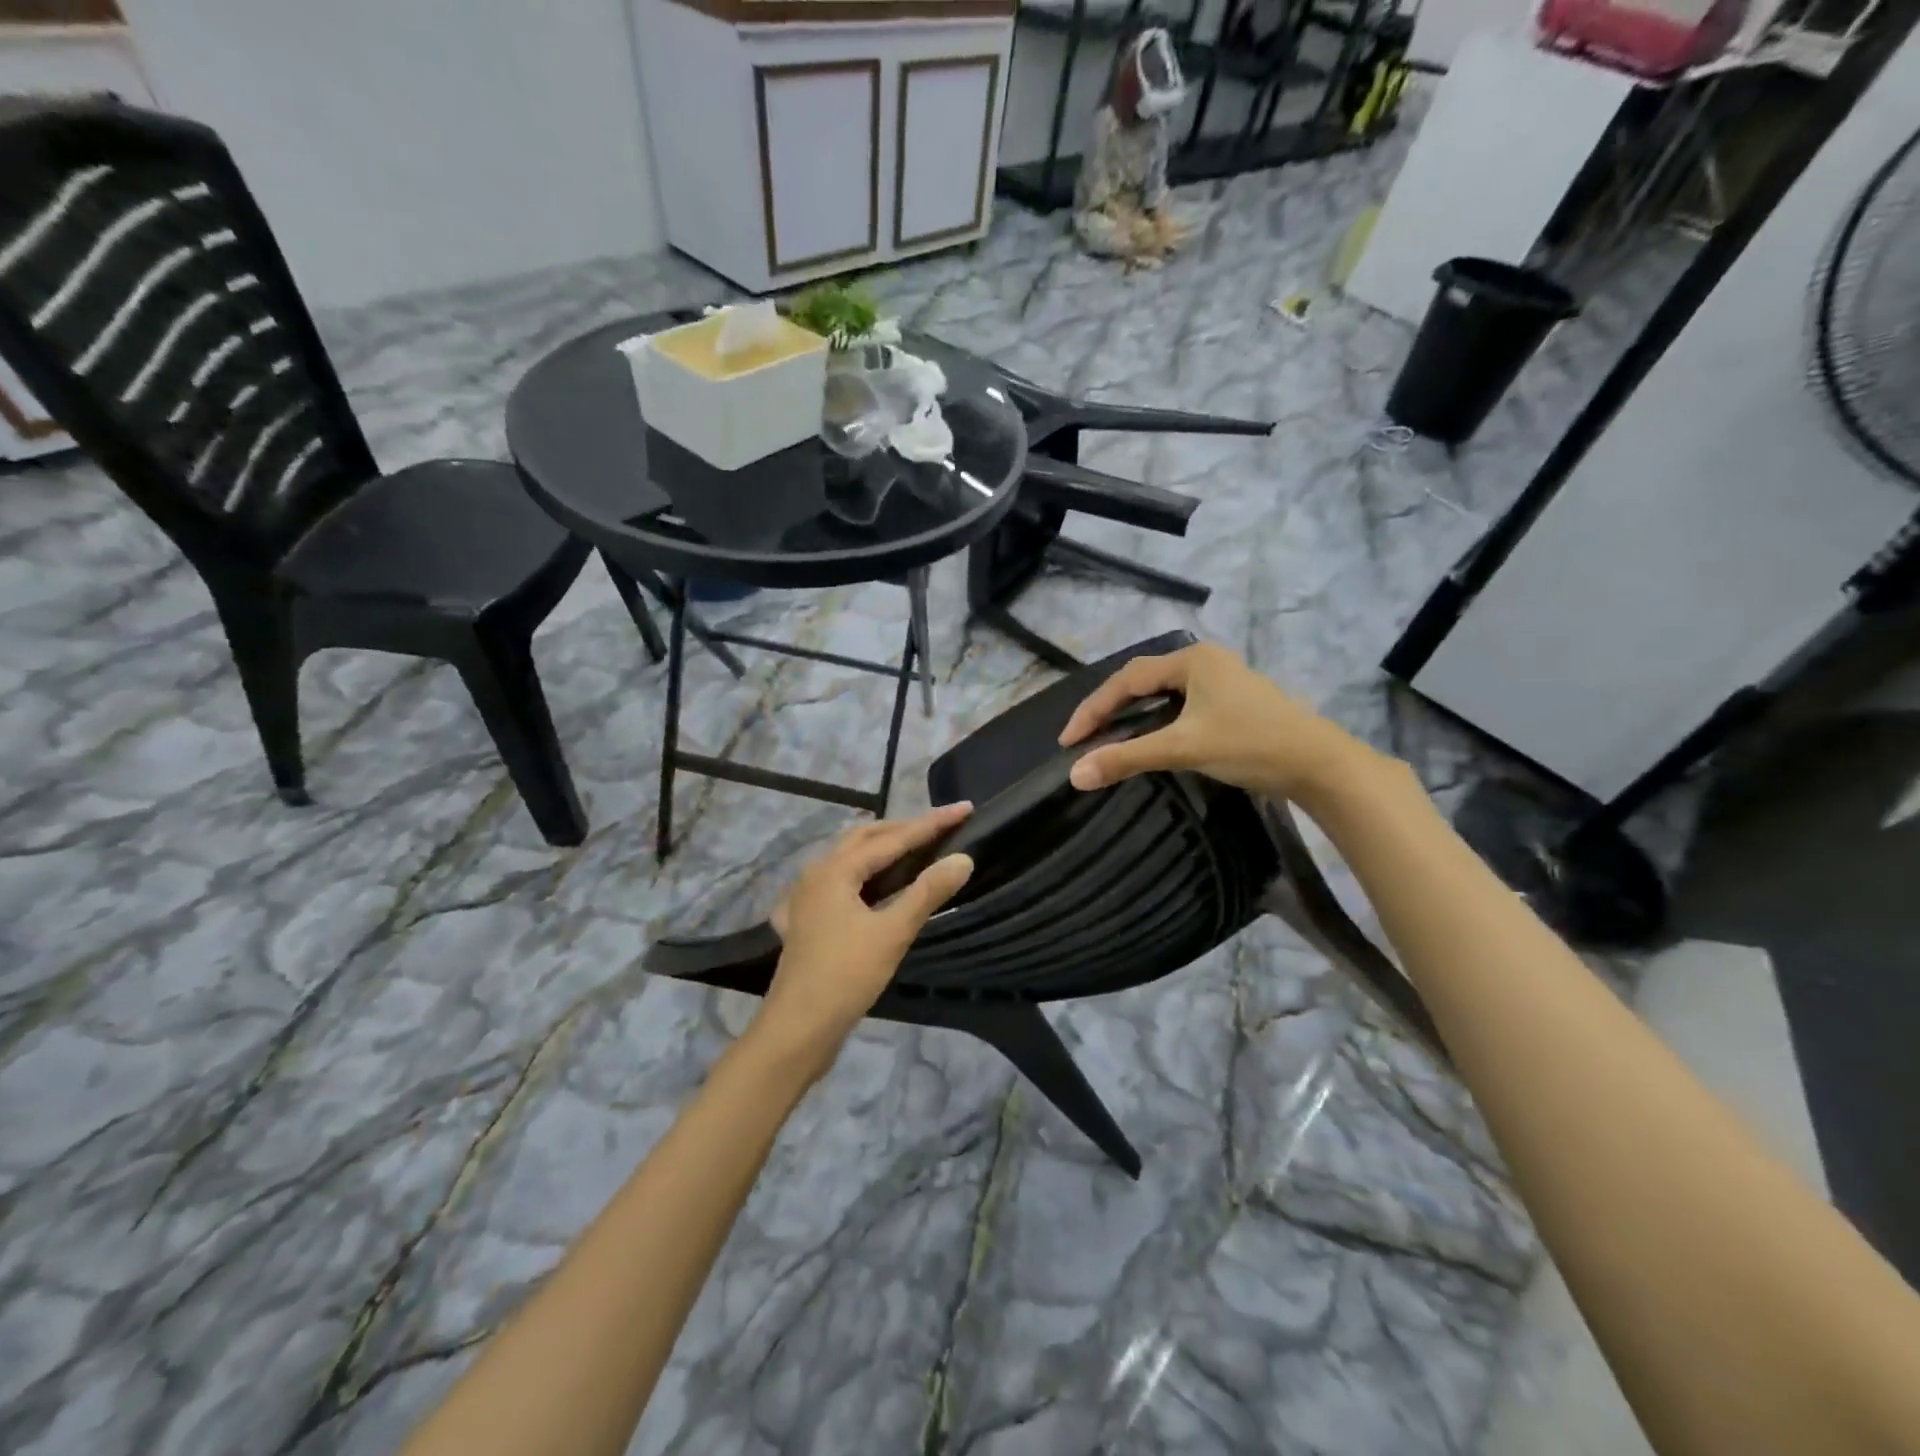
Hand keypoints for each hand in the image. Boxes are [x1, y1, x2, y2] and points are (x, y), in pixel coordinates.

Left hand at [752, 805, 974, 1075]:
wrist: (797, 1029)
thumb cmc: (846, 977)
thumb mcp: (893, 933)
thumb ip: (927, 892)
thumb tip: (963, 859)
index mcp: (836, 869)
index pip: (894, 837)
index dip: (931, 823)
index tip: (964, 808)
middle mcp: (817, 872)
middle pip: (866, 837)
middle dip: (904, 828)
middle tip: (941, 827)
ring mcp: (806, 896)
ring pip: (849, 858)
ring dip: (882, 848)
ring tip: (913, 848)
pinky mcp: (806, 919)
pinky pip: (839, 881)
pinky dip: (862, 873)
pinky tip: (870, 885)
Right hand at [1058, 642, 1369, 801]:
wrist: (1319, 765)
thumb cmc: (1250, 745)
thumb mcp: (1183, 748)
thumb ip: (1127, 757)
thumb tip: (1075, 774)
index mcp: (1191, 660)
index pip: (1127, 680)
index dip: (1093, 709)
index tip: (1069, 740)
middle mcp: (1205, 661)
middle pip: (1142, 681)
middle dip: (1109, 708)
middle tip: (1083, 737)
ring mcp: (1222, 681)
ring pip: (1163, 693)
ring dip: (1133, 713)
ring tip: (1108, 736)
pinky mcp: (1233, 702)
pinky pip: (1181, 704)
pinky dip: (1157, 720)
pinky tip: (1151, 737)